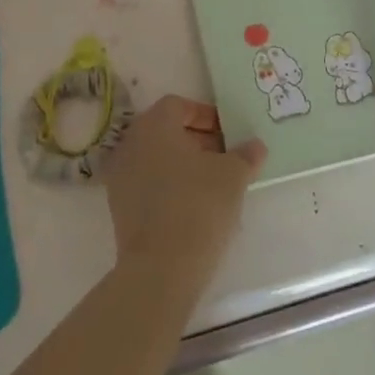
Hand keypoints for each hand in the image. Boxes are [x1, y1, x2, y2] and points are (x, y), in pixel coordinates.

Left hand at [105, 96, 266, 282]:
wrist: (160, 269)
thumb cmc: (198, 206)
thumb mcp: (233, 176)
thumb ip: (245, 155)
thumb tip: (255, 146)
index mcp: (154, 125)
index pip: (178, 105)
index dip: (205, 116)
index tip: (227, 134)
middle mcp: (131, 143)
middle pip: (166, 131)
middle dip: (197, 141)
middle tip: (224, 158)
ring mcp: (120, 177)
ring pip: (157, 159)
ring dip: (183, 166)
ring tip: (213, 186)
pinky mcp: (119, 208)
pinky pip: (148, 185)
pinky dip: (169, 188)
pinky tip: (194, 208)